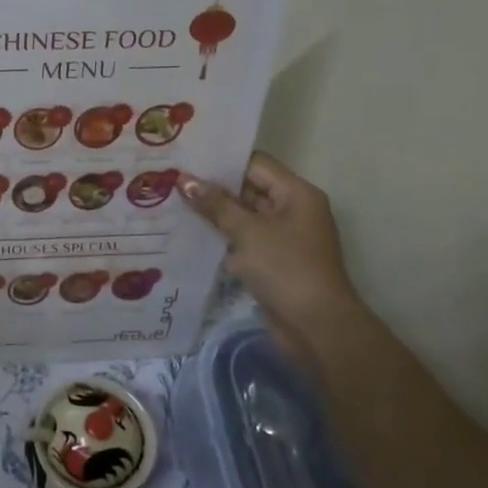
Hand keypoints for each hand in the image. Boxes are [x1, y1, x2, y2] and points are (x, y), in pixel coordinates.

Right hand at [180, 152, 358, 344]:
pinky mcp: (273, 261)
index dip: (221, 161)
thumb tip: (185, 180)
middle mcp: (292, 210)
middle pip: (248, 189)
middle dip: (213, 188)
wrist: (316, 327)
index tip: (185, 160)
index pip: (255, 164)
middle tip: (171, 182)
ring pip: (243, 217)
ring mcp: (283, 238)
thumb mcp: (248, 232)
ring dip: (214, 215)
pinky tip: (189, 236)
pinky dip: (222, 239)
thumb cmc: (286, 269)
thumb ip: (216, 205)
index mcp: (296, 194)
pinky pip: (244, 241)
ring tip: (172, 205)